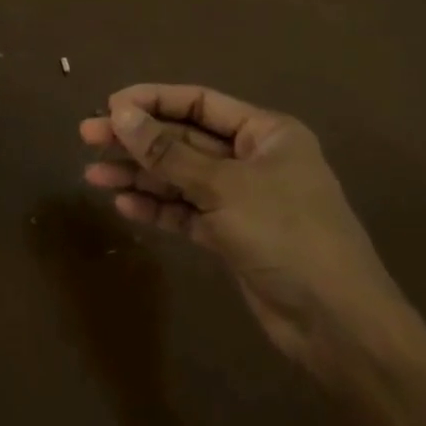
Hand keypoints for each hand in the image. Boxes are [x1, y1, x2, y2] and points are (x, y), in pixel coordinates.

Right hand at [80, 85, 411, 379]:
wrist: (338, 325)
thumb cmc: (287, 235)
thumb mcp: (223, 187)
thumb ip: (168, 152)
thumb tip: (118, 113)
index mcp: (265, 133)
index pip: (199, 103)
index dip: (153, 101)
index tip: (108, 106)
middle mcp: (253, 159)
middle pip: (185, 140)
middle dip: (138, 140)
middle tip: (87, 138)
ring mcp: (243, 199)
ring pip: (181, 178)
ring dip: (140, 176)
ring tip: (94, 177)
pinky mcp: (233, 236)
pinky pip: (188, 212)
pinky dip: (158, 208)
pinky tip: (125, 206)